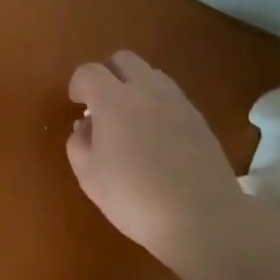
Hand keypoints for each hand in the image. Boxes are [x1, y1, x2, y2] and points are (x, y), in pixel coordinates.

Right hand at [66, 50, 255, 270]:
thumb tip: (85, 126)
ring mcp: (178, 103)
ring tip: (130, 120)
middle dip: (107, 74)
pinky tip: (156, 137)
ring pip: (151, 74)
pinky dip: (157, 104)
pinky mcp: (200, 119)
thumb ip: (78, 144)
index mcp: (114, 100)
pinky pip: (172, 96)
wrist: (203, 219)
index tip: (75, 104)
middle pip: (124, 59)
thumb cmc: (135, 198)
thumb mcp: (90, 177)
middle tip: (101, 104)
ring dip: (135, 86)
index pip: (89, 71)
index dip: (77, 84)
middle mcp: (147, 91)